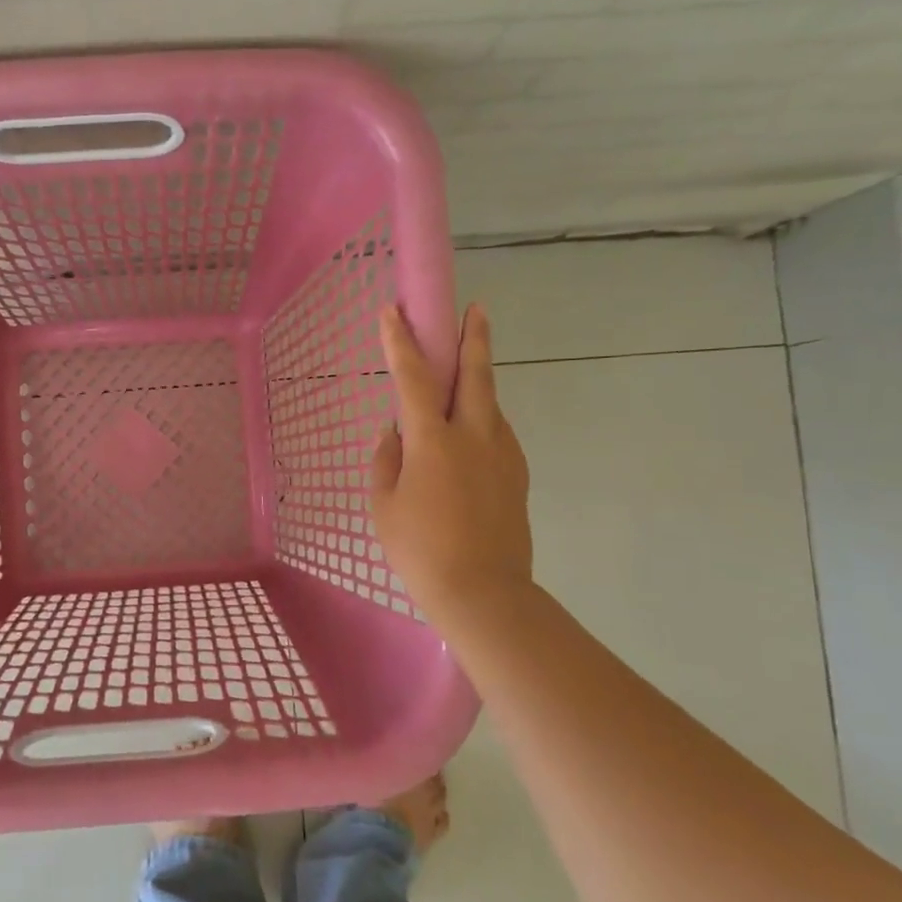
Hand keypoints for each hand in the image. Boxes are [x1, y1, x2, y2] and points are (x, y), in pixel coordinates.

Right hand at [370, 304, 533, 635]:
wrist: (483, 593)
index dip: (401, 342)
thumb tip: (395, 433)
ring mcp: (503, 453)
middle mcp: (474, 435)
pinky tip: (469, 436)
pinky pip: (497, 433)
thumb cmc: (420, 549)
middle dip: (473, 337)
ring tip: (462, 379)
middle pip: (476, 373)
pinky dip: (482, 420)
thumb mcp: (384, 505)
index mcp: (434, 440)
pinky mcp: (517, 474)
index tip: (394, 312)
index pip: (413, 378)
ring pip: (490, 404)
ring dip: (477, 382)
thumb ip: (386, 460)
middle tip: (475, 309)